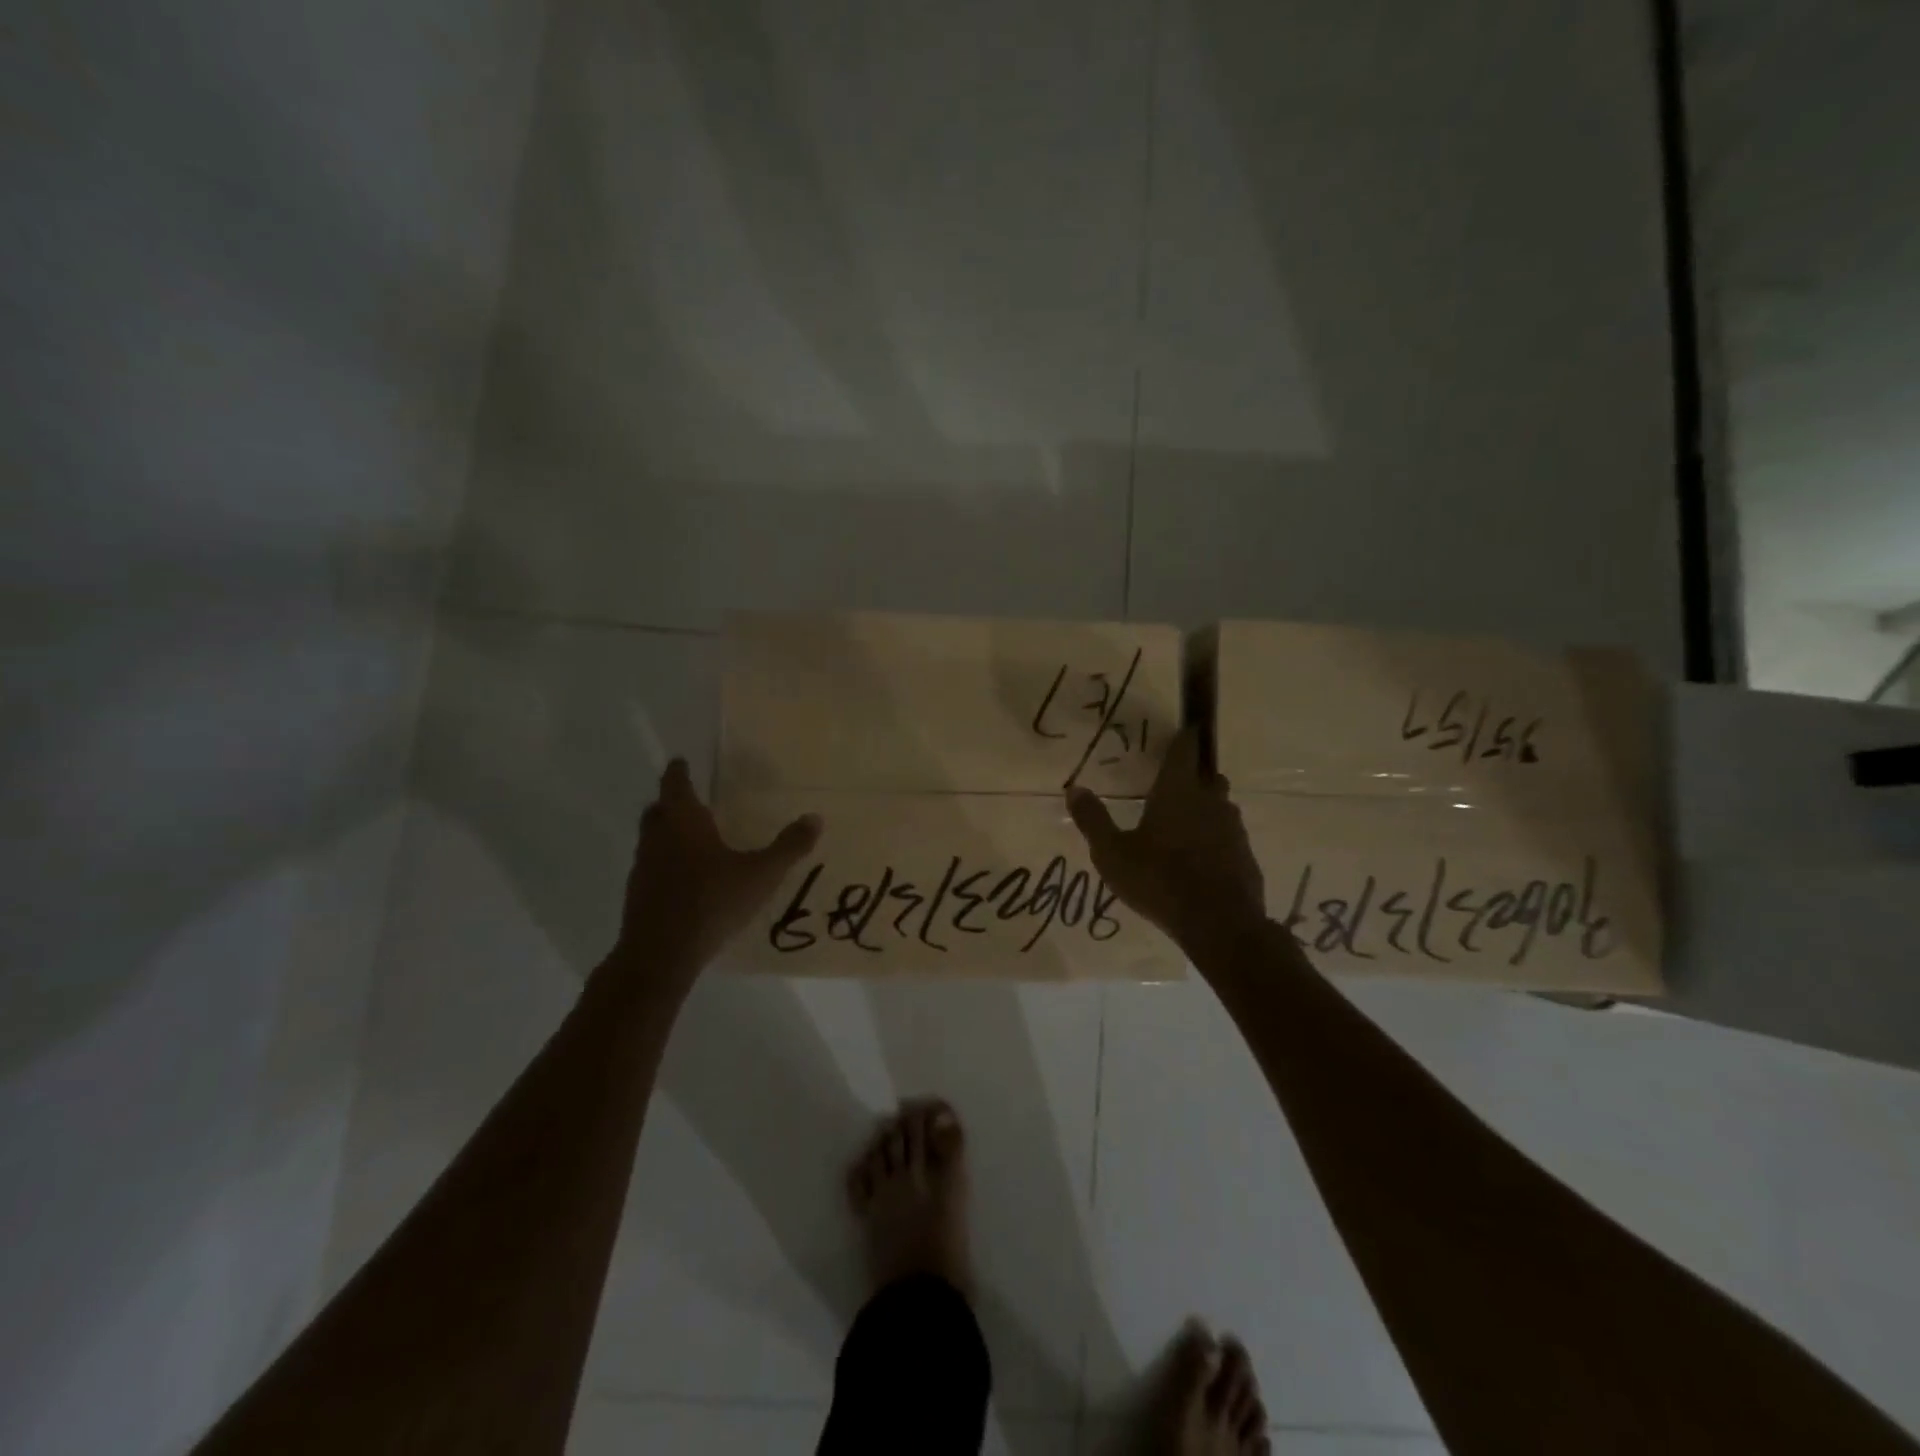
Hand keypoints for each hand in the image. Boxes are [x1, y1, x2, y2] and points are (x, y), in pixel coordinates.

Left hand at [614, 759, 821, 980]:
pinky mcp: (637, 895)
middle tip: (692, 800)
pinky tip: (687, 879)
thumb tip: (815, 818)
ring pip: (652, 839)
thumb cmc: (711, 903)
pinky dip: (665, 863)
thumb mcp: (761, 875)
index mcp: (683, 822)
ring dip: (667, 833)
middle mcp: (657, 837)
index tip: (681, 762)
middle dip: (672, 802)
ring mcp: (643, 867)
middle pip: (658, 809)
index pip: (675, 784)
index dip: (679, 771)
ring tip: (693, 839)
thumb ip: (788, 847)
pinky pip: (651, 867)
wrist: (660, 955)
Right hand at [1065, 727, 1265, 953]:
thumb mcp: (1112, 853)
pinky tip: (1200, 859)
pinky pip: (1228, 837)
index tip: (1187, 727)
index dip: (1185, 737)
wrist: (1219, 924)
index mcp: (1178, 792)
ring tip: (1184, 826)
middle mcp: (1210, 802)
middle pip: (1208, 777)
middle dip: (1195, 774)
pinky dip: (1215, 840)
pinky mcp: (1245, 856)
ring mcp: (1233, 829)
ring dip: (1206, 808)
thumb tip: (1074, 789)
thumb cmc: (1159, 879)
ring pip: (1220, 807)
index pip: (1185, 751)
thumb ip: (1093, 820)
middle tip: (1176, 783)